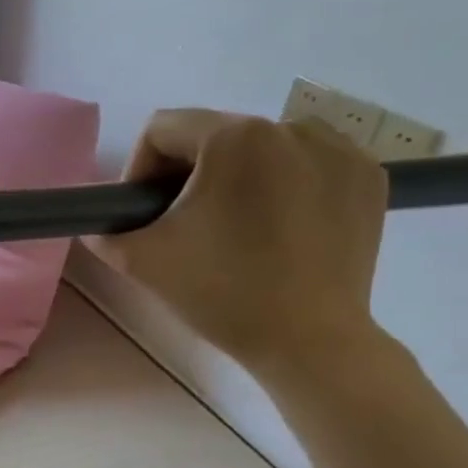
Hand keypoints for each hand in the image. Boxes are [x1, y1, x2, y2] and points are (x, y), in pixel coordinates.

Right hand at [87, 110, 388, 382]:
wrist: (309, 340)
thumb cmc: (220, 292)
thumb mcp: (140, 260)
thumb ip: (105, 231)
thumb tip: (100, 224)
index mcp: (233, 138)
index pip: (162, 129)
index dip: (138, 170)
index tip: (144, 214)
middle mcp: (291, 127)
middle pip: (214, 136)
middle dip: (188, 176)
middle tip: (183, 226)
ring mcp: (339, 150)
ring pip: (262, 149)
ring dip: (236, 179)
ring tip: (233, 229)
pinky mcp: (368, 177)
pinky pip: (307, 165)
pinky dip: (285, 187)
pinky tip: (278, 230)